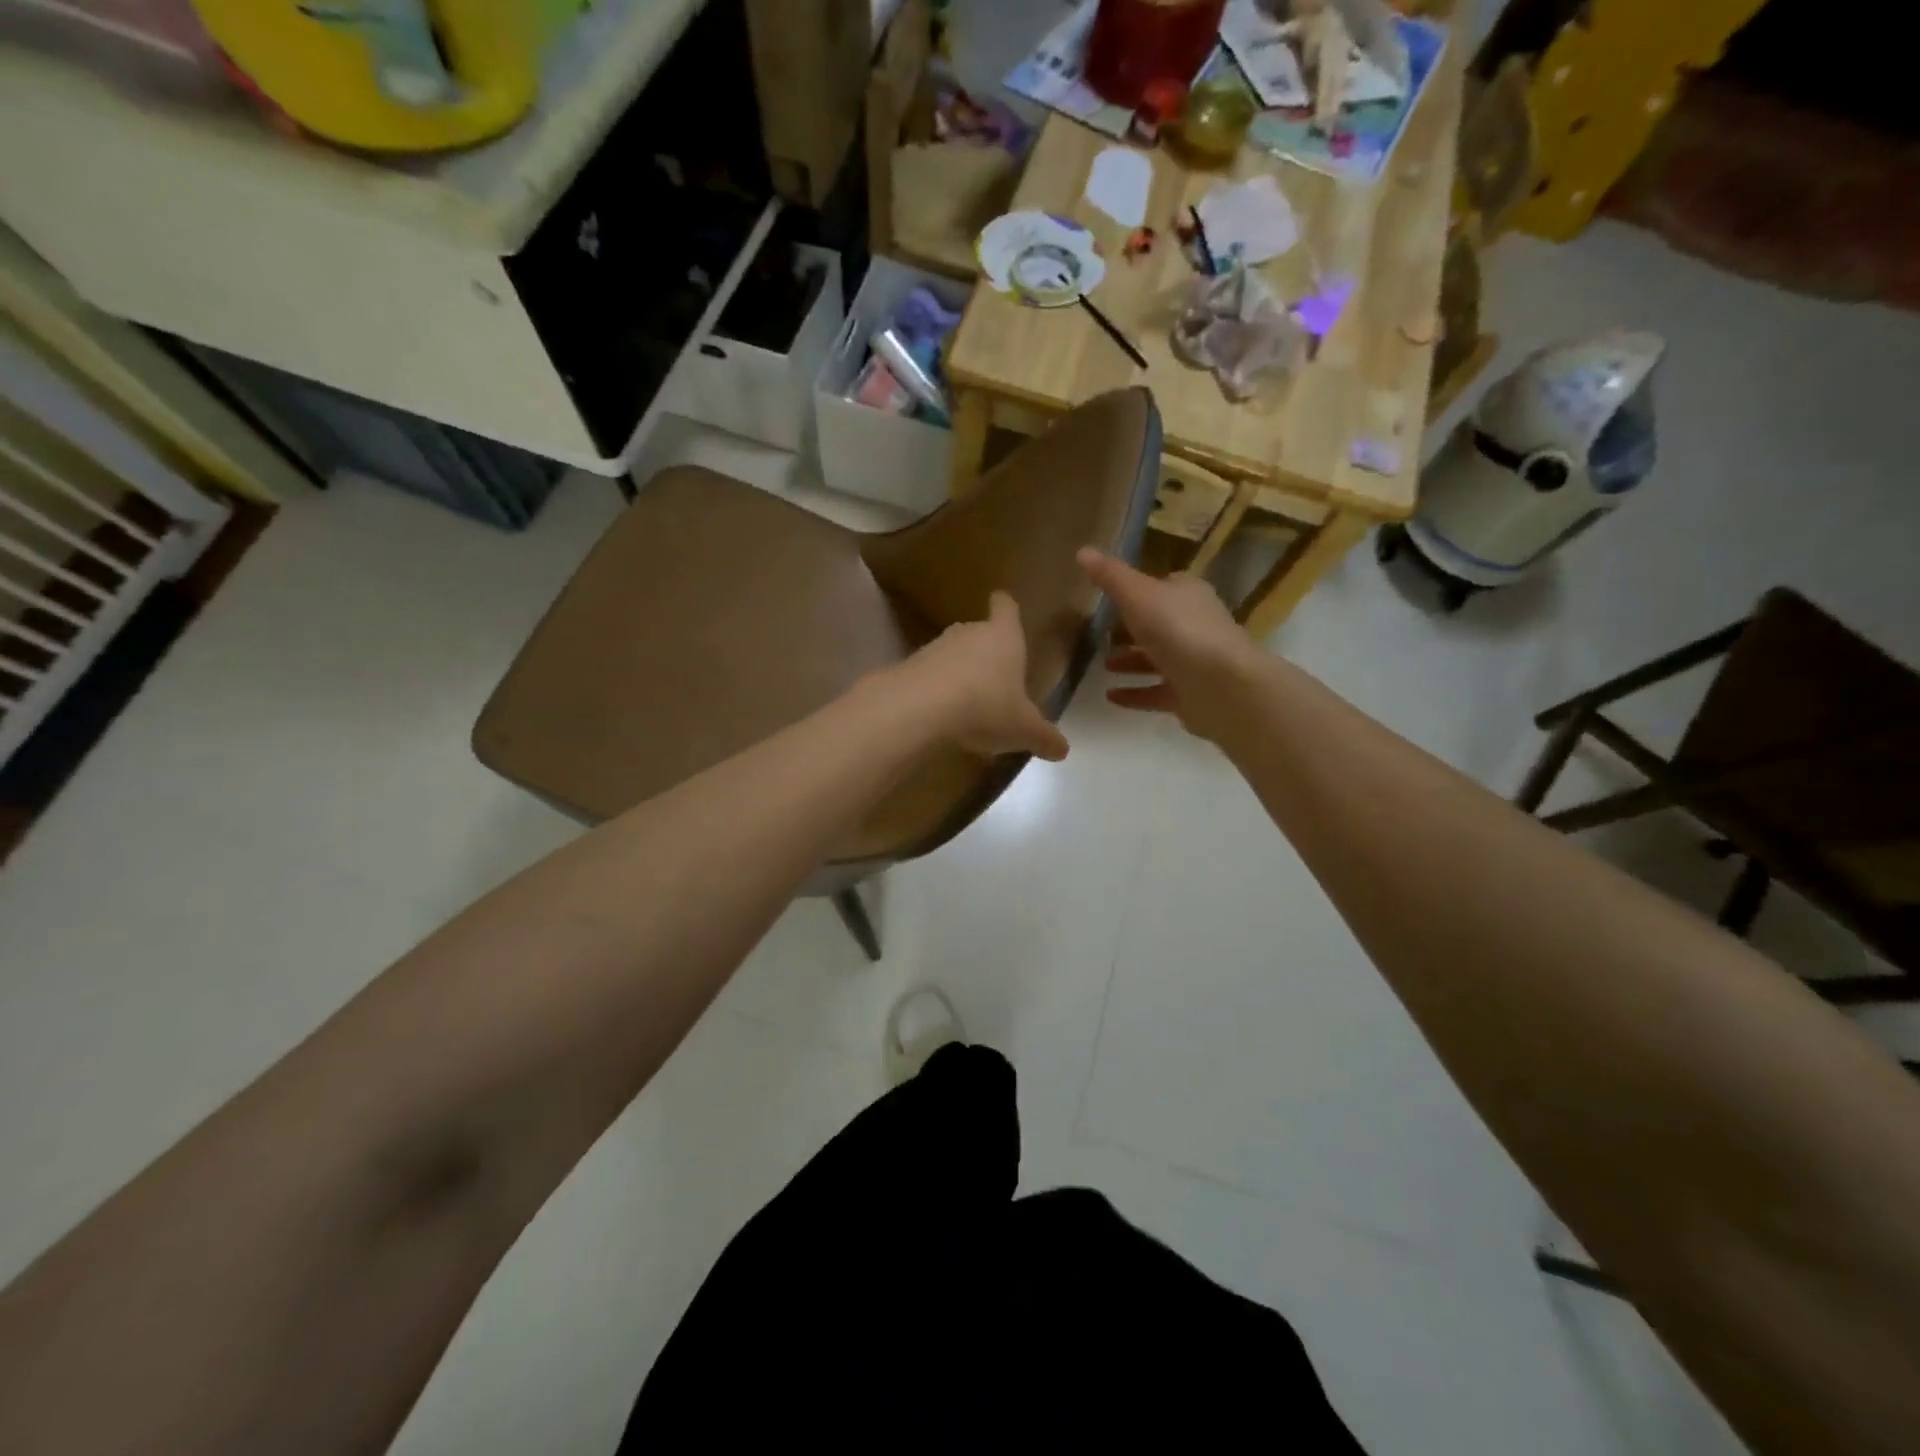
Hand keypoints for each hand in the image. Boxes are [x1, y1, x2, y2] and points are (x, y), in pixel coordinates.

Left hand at [887, 591, 1069, 761]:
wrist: (919, 709)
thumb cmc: (985, 707)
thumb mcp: (1024, 729)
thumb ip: (1044, 737)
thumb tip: (1063, 749)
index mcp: (1003, 637)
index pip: (1006, 608)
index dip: (1006, 607)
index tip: (1004, 605)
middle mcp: (969, 633)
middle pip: (979, 633)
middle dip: (986, 652)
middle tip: (996, 679)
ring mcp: (935, 648)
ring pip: (952, 655)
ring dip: (960, 674)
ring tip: (968, 707)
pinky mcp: (909, 668)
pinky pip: (929, 676)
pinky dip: (936, 691)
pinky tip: (942, 719)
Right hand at [1077, 548, 1261, 743]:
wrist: (1220, 685)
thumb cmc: (1178, 630)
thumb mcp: (1137, 595)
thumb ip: (1110, 576)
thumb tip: (1082, 550)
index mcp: (1187, 595)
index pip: (1163, 586)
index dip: (1139, 589)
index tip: (1111, 598)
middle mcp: (1195, 625)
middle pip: (1159, 624)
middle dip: (1131, 629)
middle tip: (1099, 635)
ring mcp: (1194, 662)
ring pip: (1157, 659)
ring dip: (1130, 662)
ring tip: (1102, 666)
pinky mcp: (1190, 695)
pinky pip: (1156, 692)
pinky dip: (1134, 693)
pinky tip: (1109, 696)